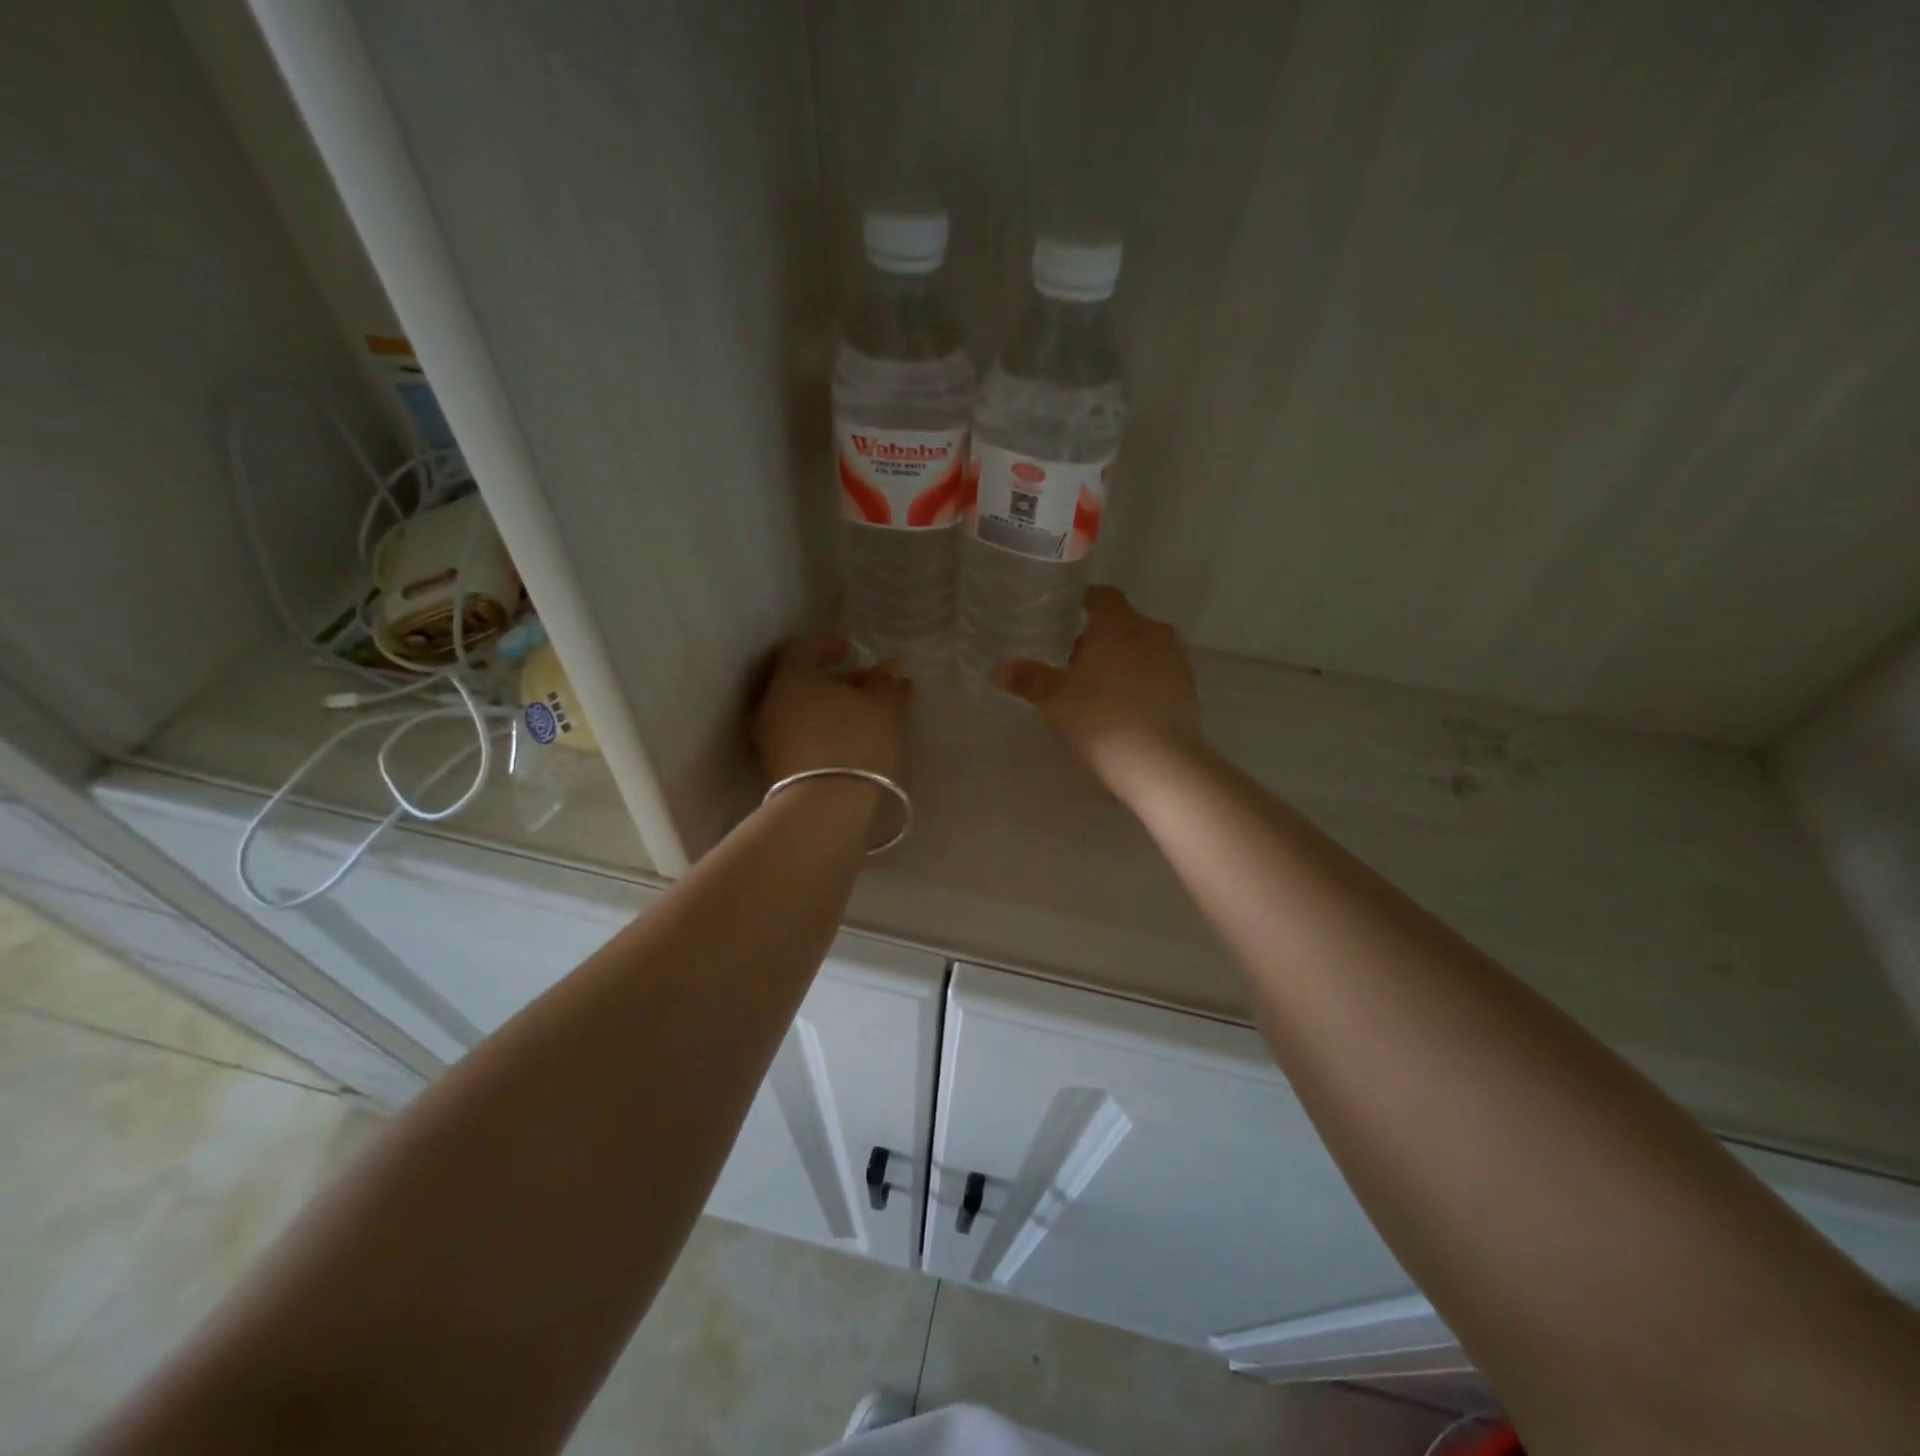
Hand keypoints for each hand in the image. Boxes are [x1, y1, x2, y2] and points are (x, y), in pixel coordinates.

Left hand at [754, 633, 909, 783]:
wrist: (825, 809)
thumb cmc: (855, 742)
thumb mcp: (882, 707)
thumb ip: (886, 682)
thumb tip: (891, 666)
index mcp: (792, 678)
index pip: (803, 648)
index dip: (827, 644)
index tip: (851, 650)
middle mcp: (773, 704)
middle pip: (803, 682)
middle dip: (837, 681)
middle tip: (868, 686)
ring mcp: (772, 739)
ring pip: (804, 712)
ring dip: (833, 708)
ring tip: (868, 716)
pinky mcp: (779, 768)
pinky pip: (804, 736)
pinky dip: (826, 730)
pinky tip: (853, 740)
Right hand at [993, 586, 1201, 793]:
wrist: (1159, 761)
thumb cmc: (1100, 719)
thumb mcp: (1056, 700)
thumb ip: (1029, 680)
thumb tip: (998, 668)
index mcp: (1118, 625)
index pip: (1103, 597)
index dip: (1085, 603)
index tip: (1068, 617)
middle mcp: (1151, 632)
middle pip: (1124, 623)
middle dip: (1102, 637)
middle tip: (1076, 662)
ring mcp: (1176, 660)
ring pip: (1145, 648)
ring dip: (1125, 659)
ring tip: (1101, 687)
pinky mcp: (1189, 689)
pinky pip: (1160, 673)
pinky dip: (1144, 680)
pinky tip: (1127, 706)